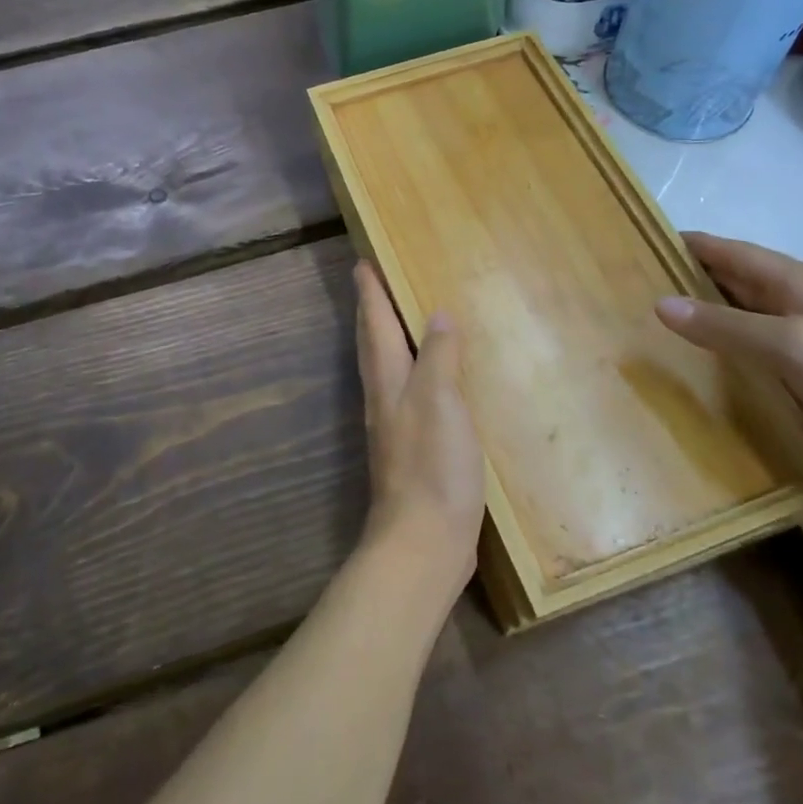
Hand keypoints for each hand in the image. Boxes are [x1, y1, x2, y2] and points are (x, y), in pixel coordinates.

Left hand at [353, 262, 484, 603]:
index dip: (370, 292)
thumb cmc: (432, 466)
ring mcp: (395, 426)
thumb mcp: (440, 401)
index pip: (376, 323)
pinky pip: (407, 394)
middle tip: (373, 282)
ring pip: (386, 368)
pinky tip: (431, 380)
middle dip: (372, 311)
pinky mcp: (412, 449)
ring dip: (387, 339)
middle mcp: (384, 397)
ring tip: (400, 320)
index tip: (362, 262)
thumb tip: (437, 314)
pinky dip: (413, 372)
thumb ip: (439, 356)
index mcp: (388, 380)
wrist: (423, 542)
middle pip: (373, 343)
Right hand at [655, 233, 802, 515]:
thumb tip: (660, 303)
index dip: (689, 245)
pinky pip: (749, 356)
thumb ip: (726, 325)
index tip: (639, 242)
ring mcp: (802, 344)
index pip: (732, 252)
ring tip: (646, 325)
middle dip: (687, 280)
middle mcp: (798, 305)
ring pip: (739, 320)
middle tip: (631, 288)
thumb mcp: (793, 347)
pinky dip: (719, 354)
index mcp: (800, 283)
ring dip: (700, 319)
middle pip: (732, 283)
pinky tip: (689, 366)